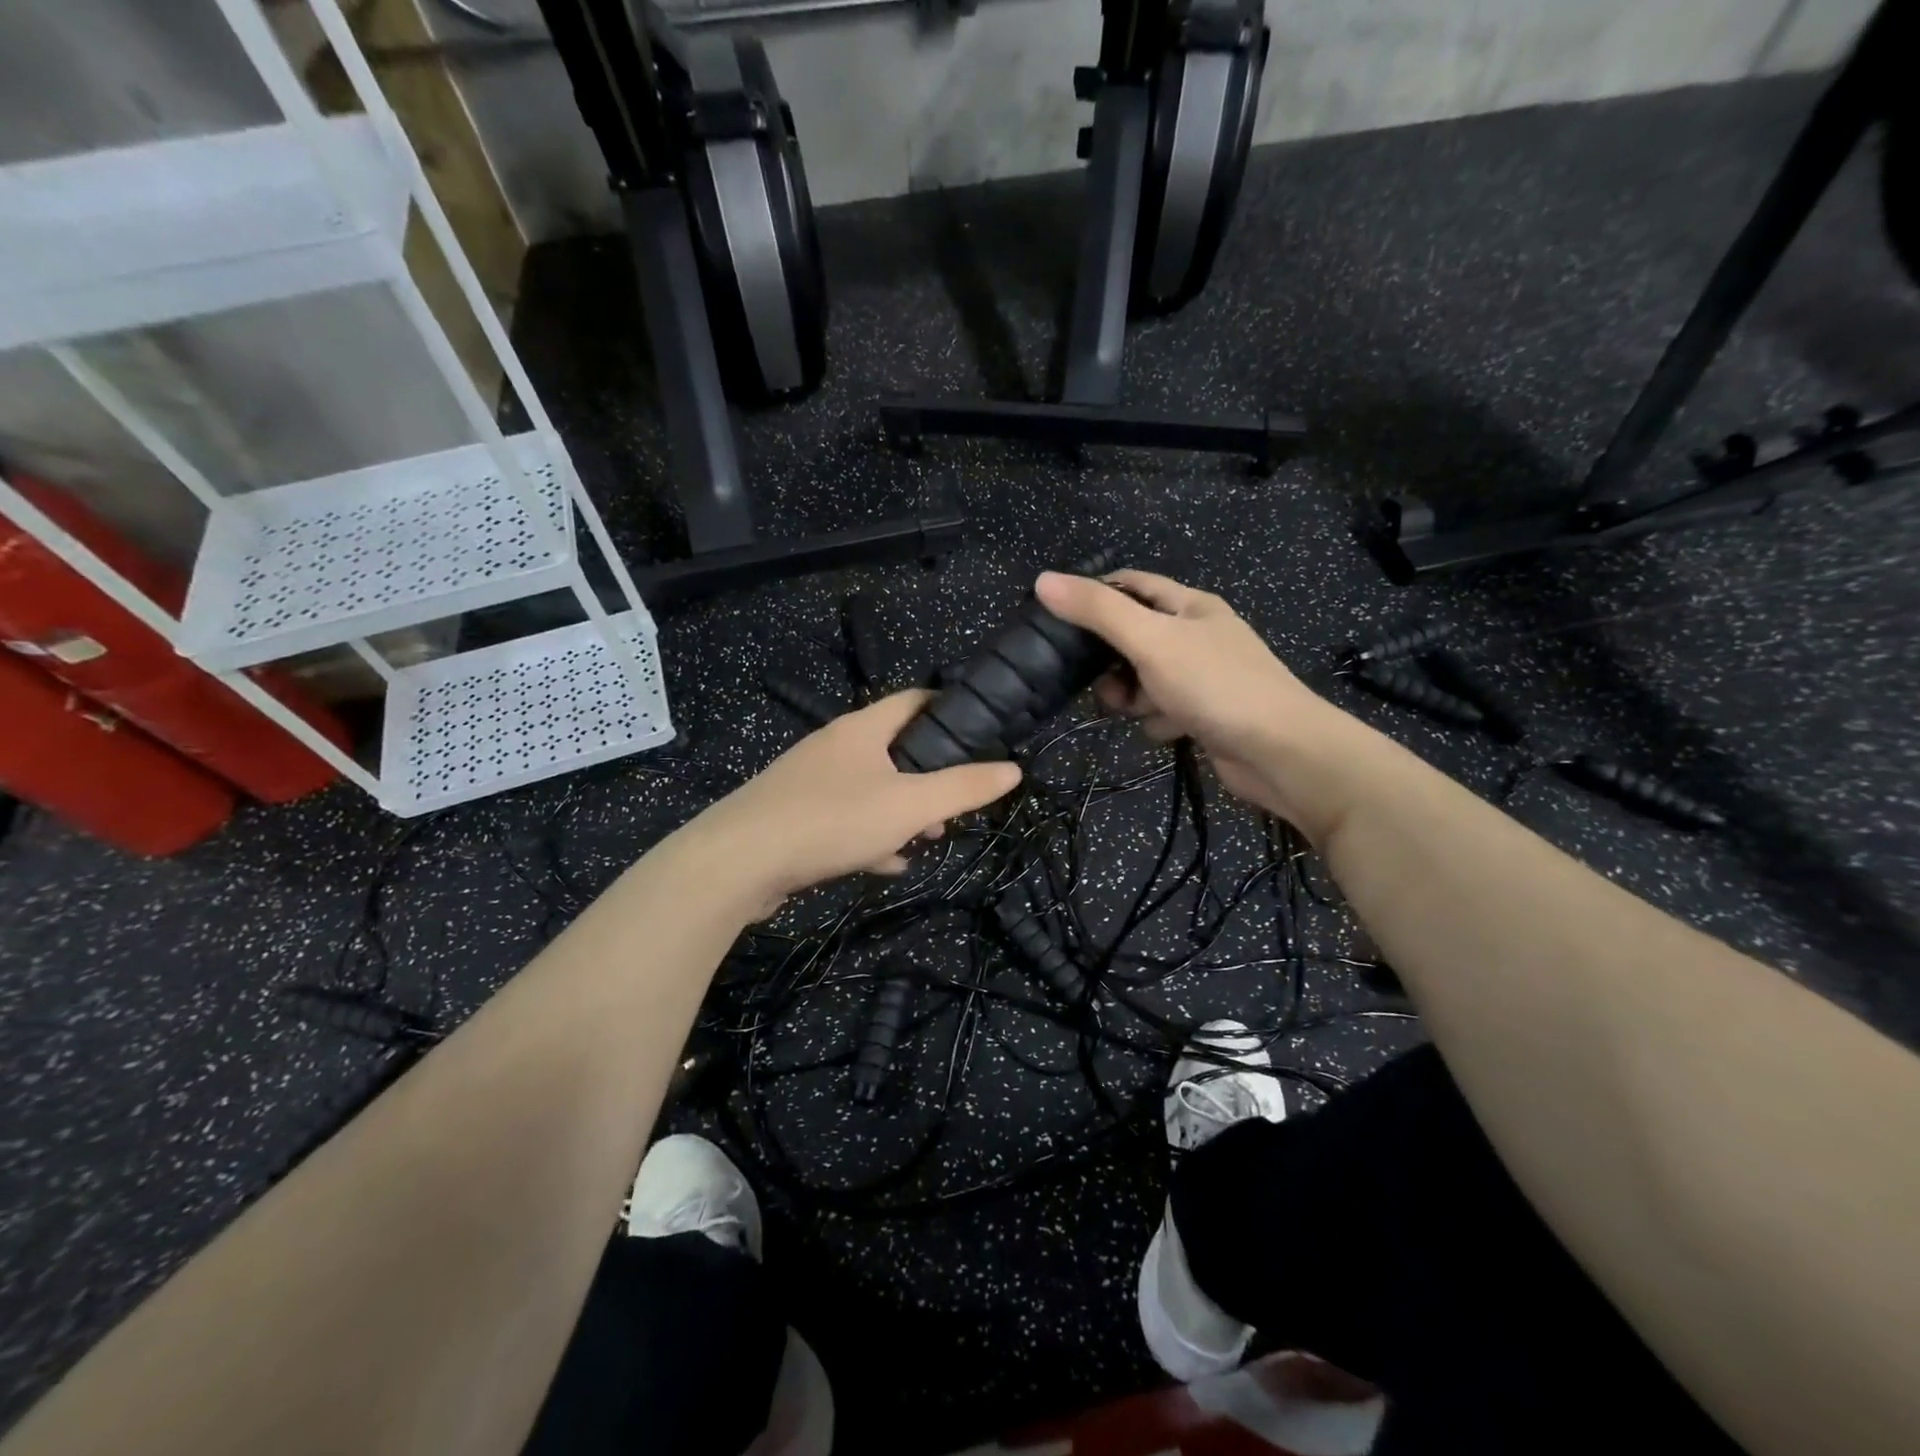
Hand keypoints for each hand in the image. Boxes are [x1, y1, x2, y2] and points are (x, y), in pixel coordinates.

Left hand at [684, 690, 1021, 915]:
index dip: (948, 708)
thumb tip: (1013, 769)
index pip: (913, 700)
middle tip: (955, 803)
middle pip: (894, 748)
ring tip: (927, 837)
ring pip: (870, 787)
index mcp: (862, 729)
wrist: (737, 863)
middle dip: (929, 775)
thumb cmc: (832, 820)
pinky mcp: (793, 816)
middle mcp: (834, 746)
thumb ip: (963, 788)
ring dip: (901, 809)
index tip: (979, 731)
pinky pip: (844, 818)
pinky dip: (870, 834)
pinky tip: (886, 863)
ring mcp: (809, 782)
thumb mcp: (910, 805)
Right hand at [1034, 569, 1361, 837]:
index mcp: (1190, 606)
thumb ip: (1097, 611)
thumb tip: (1043, 580)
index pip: (1131, 585)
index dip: (1094, 596)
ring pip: (1145, 678)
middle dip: (1109, 659)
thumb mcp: (1150, 640)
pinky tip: (1167, 731)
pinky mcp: (1207, 714)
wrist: (1281, 752)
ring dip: (1131, 695)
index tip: (1058, 621)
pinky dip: (1158, 720)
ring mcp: (1205, 677)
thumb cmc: (1215, 685)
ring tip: (1133, 710)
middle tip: (1094, 680)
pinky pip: (1164, 709)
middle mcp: (1198, 635)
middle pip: (1134, 636)